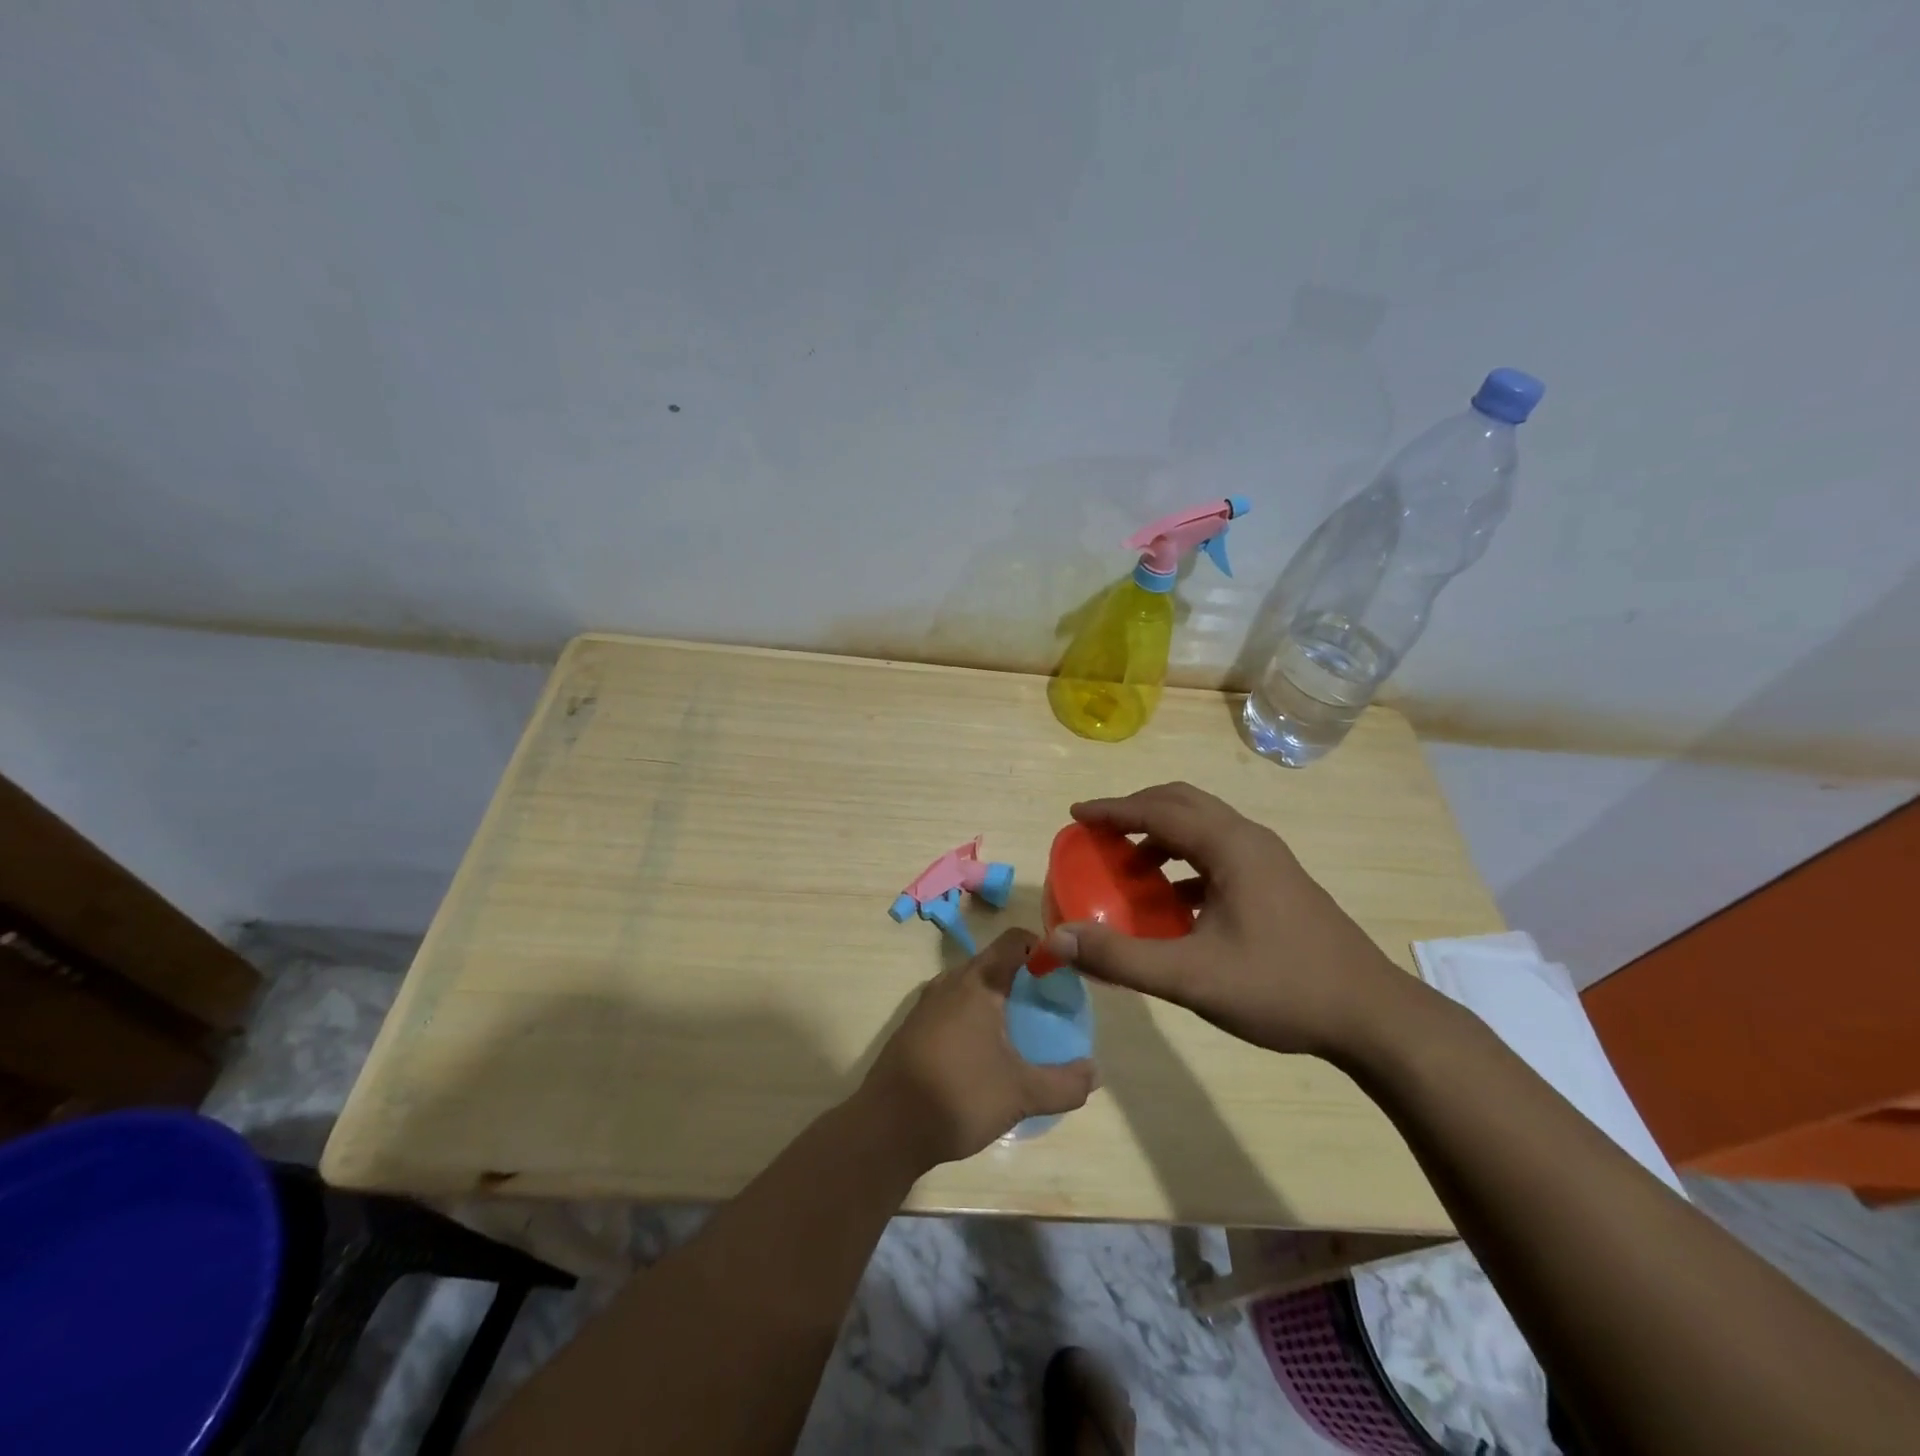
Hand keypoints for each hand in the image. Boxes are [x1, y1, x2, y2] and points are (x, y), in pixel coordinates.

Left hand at [858, 929, 1097, 1168]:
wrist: (887, 1127)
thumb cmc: (958, 1096)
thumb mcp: (1021, 1094)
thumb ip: (1064, 1084)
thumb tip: (1095, 1073)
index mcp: (978, 982)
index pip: (1015, 940)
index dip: (1042, 947)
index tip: (1063, 973)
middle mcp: (950, 982)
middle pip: (994, 962)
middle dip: (1023, 977)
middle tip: (1049, 1005)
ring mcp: (927, 1003)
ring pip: (971, 986)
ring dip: (997, 998)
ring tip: (1022, 1030)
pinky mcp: (914, 1027)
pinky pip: (953, 1006)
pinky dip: (974, 1016)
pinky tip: (986, 1052)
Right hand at [1037, 782, 1418, 1057]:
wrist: (1374, 1017)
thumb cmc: (1282, 988)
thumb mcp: (1193, 977)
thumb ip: (1122, 958)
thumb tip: (1059, 939)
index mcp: (1230, 846)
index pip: (1158, 810)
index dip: (1113, 810)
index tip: (1075, 814)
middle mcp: (1250, 840)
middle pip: (1182, 803)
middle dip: (1136, 812)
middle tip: (1098, 832)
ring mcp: (1269, 861)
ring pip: (1204, 827)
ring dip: (1161, 836)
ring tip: (1129, 867)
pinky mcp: (1278, 883)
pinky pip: (1219, 854)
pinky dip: (1185, 862)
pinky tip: (1173, 902)